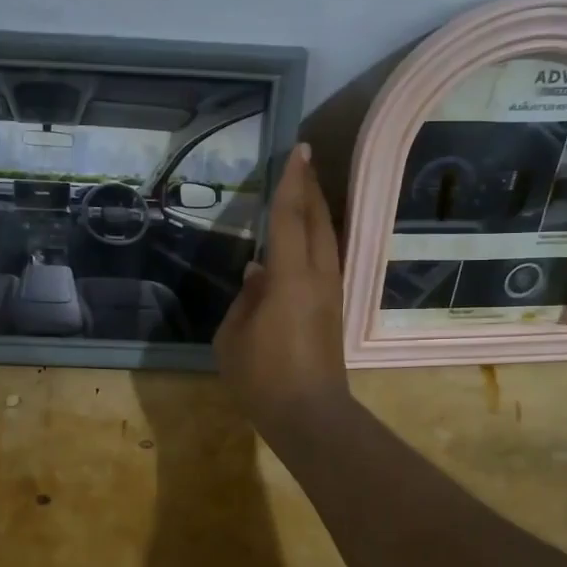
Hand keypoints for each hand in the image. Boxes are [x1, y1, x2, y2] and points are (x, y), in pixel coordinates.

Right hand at [214, 143, 349, 438]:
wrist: (309, 415)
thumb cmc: (263, 378)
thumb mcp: (233, 337)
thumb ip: (245, 299)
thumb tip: (258, 273)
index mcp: (290, 278)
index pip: (291, 218)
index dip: (292, 183)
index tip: (298, 151)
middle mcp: (318, 277)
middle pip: (318, 221)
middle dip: (311, 188)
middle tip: (304, 160)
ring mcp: (331, 293)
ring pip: (329, 240)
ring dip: (318, 212)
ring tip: (306, 191)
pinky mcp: (334, 310)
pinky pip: (327, 260)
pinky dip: (318, 238)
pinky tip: (305, 239)